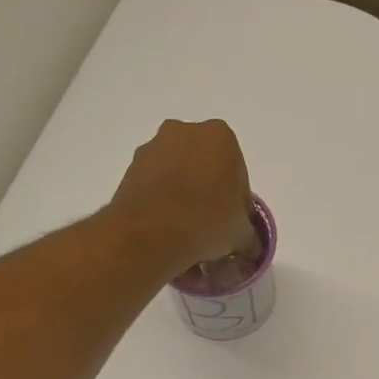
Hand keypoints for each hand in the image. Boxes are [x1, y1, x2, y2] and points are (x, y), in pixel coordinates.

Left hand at [109, 119, 258, 277]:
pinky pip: (154, 188)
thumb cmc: (207, 221)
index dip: (237, 203)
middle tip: (211, 230)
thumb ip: (249, 235)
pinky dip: (162, 206)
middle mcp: (183, 132)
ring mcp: (152, 149)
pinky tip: (166, 234)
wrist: (150, 234)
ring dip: (183, 201)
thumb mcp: (241, 234)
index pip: (237, 172)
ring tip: (186, 238)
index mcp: (220, 136)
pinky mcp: (128, 170)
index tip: (232, 225)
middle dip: (208, 196)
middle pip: (204, 169)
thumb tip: (249, 246)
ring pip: (177, 178)